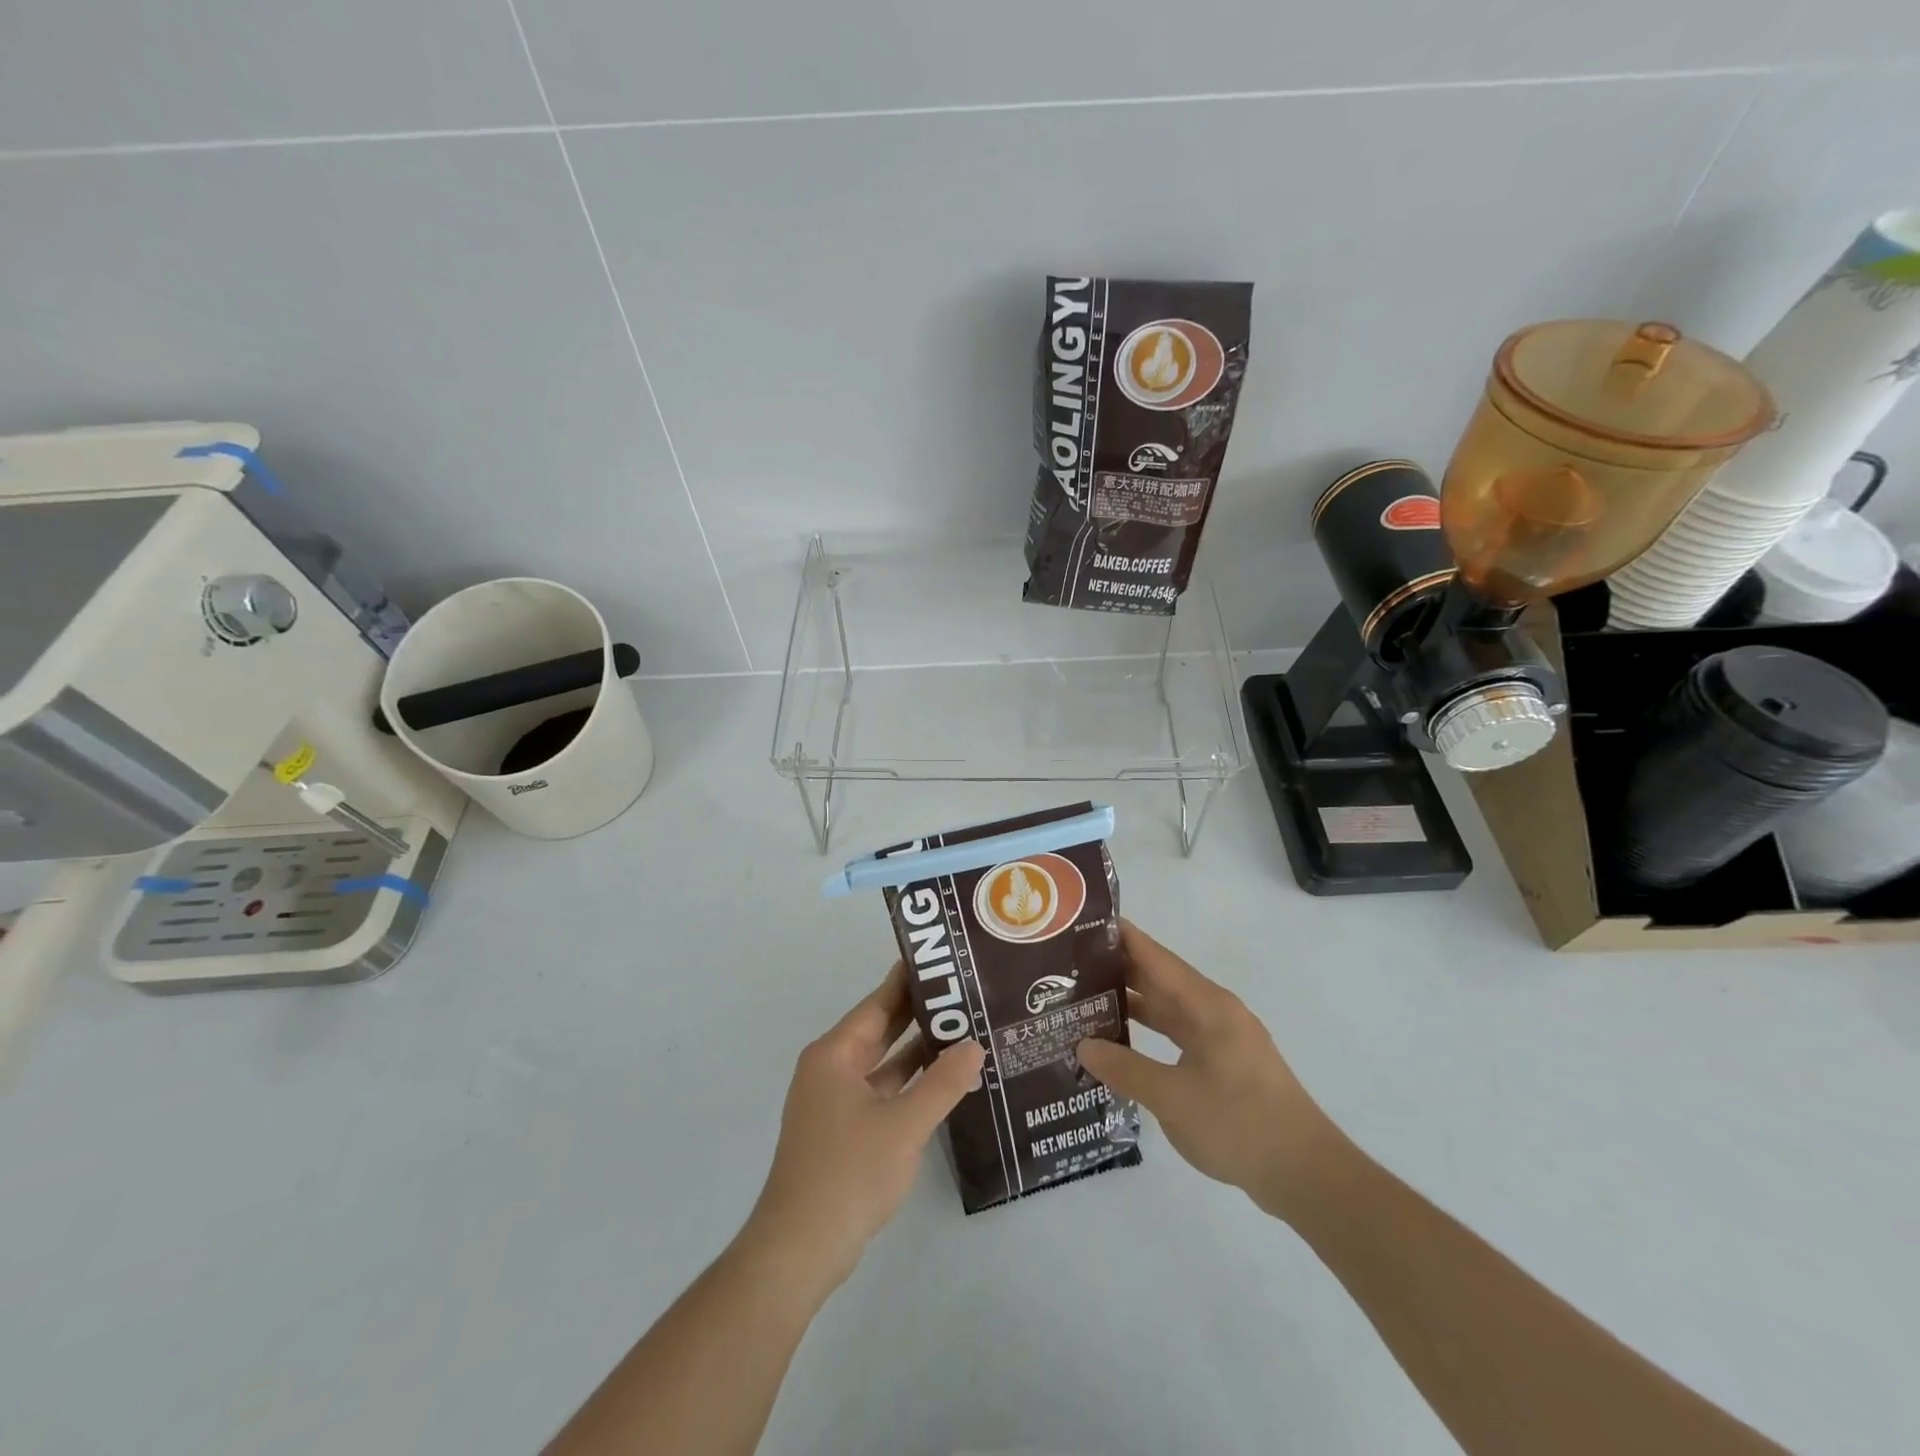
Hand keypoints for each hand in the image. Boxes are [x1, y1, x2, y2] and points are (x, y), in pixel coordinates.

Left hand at [748, 962, 984, 1289]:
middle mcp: (831, 1069)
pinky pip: (881, 1091)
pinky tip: (943, 1082)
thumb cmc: (848, 1174)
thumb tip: (975, 1046)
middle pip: (880, 1030)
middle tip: (963, 993)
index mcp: (835, 1055)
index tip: (941, 961)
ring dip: (917, 1052)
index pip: (877, 1004)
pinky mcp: (843, 1131)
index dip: (908, 981)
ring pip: (883, 1063)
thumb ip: (942, 1083)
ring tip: (964, 1031)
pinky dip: (909, 1084)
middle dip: (919, 1014)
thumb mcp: (904, 1125)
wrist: (800, 1249)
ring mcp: (835, 1102)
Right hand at [1077, 921, 1330, 1220]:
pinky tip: (1121, 1039)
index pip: (1156, 958)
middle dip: (1118, 968)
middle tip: (1070, 963)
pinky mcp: (1224, 1063)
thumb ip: (1125, 1068)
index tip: (1084, 922)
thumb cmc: (1239, 1124)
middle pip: (1160, 979)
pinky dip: (1149, 1030)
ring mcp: (1221, 1038)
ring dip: (1132, 1001)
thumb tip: (1083, 1045)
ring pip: (1168, 1008)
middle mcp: (1215, 1012)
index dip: (1122, 937)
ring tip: (1085, 996)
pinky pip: (1178, 1033)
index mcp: (1207, 1006)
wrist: (1305, 1174)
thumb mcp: (1173, 1098)